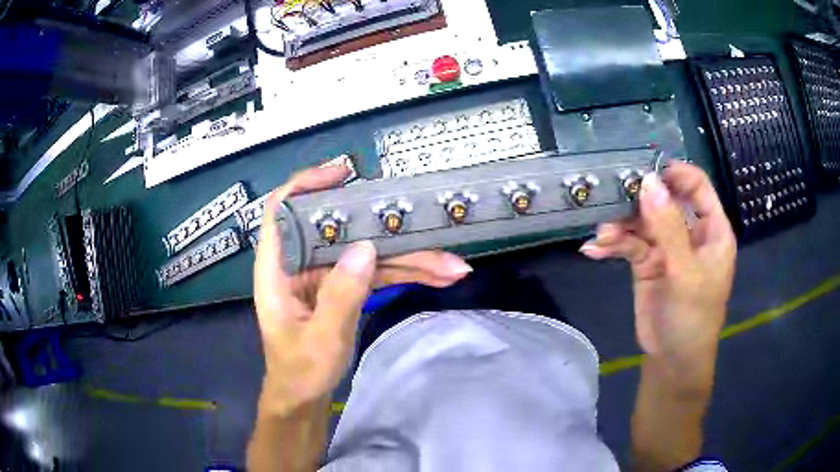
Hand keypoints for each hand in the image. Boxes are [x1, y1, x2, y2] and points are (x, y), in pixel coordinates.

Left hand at [254, 165, 472, 414]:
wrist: (304, 398)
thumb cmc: (300, 373)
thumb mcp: (320, 340)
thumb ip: (340, 296)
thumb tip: (367, 248)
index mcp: (278, 268)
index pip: (281, 210)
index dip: (307, 184)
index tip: (345, 174)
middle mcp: (301, 263)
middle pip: (342, 229)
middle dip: (389, 231)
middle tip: (429, 226)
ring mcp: (326, 274)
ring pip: (368, 252)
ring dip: (411, 258)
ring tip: (453, 266)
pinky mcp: (344, 287)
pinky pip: (377, 272)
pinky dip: (407, 274)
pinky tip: (439, 277)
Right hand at [580, 162, 736, 360]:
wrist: (672, 360)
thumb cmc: (693, 318)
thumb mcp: (686, 273)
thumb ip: (669, 228)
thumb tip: (649, 183)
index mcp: (712, 230)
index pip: (697, 187)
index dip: (675, 175)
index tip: (647, 171)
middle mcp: (689, 232)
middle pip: (664, 201)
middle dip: (639, 201)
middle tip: (613, 199)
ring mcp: (667, 247)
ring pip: (642, 222)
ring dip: (621, 226)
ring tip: (603, 237)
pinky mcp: (647, 263)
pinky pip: (629, 245)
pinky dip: (613, 245)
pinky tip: (595, 250)